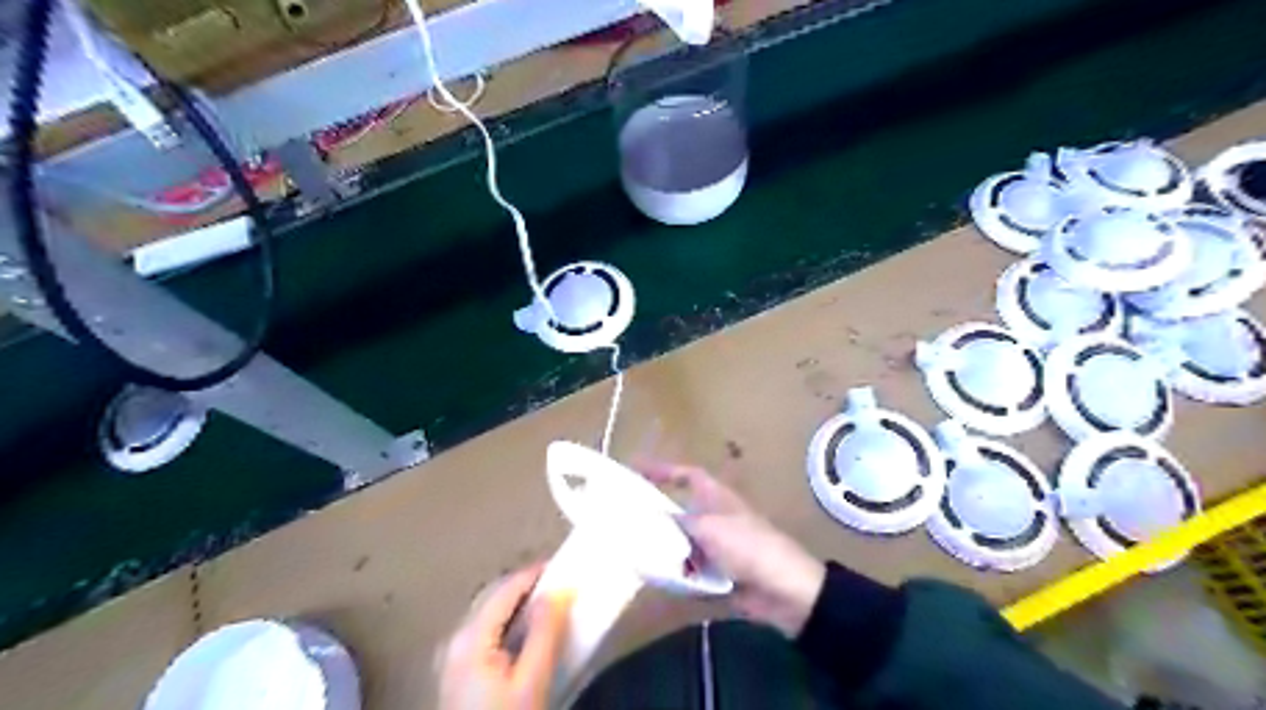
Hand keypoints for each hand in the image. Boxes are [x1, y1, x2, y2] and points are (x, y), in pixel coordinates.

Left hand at [440, 566, 570, 709]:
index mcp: (469, 637)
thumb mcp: (531, 683)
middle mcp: (455, 639)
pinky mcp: (457, 673)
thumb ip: (544, 633)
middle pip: (494, 597)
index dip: (537, 574)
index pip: (506, 588)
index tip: (568, 567)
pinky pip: (487, 632)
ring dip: (521, 605)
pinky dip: (511, 624)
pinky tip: (530, 635)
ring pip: (490, 614)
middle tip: (563, 586)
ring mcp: (452, 656)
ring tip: (553, 607)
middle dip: (529, 587)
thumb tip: (558, 590)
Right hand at [638, 462, 826, 636]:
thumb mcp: (708, 528)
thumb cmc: (747, 545)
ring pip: (680, 541)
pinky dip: (674, 572)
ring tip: (630, 550)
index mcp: (715, 496)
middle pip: (679, 509)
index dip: (663, 469)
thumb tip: (650, 519)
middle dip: (656, 515)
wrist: (783, 588)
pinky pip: (688, 568)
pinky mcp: (717, 571)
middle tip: (624, 518)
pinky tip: (653, 578)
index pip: (686, 474)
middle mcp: (713, 516)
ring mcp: (716, 545)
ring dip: (662, 547)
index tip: (636, 469)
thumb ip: (676, 523)